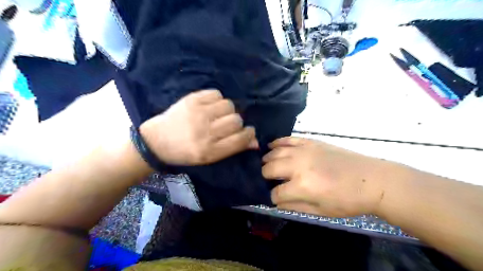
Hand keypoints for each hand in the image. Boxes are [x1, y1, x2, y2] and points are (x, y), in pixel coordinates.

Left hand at [141, 89, 259, 164]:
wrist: (156, 141)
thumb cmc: (185, 152)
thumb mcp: (209, 157)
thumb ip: (233, 148)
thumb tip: (255, 142)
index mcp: (210, 151)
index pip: (240, 139)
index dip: (248, 134)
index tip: (247, 131)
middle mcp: (205, 132)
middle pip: (236, 120)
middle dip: (236, 122)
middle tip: (226, 124)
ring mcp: (197, 114)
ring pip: (228, 105)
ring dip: (227, 110)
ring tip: (217, 114)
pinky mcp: (191, 100)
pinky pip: (216, 94)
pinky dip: (216, 99)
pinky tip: (209, 106)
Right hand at [263, 138, 389, 218]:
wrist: (372, 180)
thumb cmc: (347, 201)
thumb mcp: (320, 211)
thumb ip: (294, 206)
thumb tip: (277, 202)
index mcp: (301, 187)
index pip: (275, 193)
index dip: (273, 197)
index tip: (276, 198)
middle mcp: (298, 166)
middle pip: (269, 169)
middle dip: (265, 176)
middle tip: (269, 180)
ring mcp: (303, 151)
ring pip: (275, 153)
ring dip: (267, 159)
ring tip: (267, 164)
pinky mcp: (310, 142)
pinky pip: (288, 139)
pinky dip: (277, 142)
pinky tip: (272, 146)